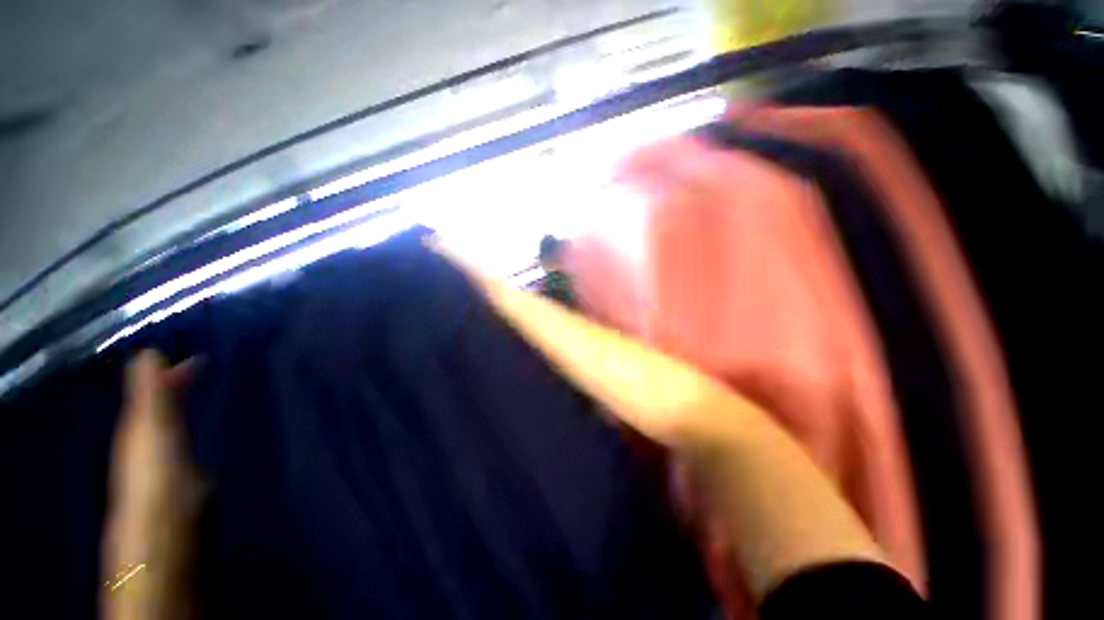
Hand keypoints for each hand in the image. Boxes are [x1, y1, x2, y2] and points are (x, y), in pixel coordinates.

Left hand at [101, 351, 203, 619]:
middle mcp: (151, 439)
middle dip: (184, 387)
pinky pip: (192, 443)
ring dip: (193, 408)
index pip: (153, 390)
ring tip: (217, 394)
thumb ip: (148, 391)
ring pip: (179, 425)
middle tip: (213, 370)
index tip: (201, 356)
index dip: (172, 372)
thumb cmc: (157, 470)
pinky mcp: (187, 476)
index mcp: (141, 425)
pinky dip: (201, 430)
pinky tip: (216, 432)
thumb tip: (147, 352)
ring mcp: (169, 460)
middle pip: (166, 407)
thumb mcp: (149, 426)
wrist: (168, 526)